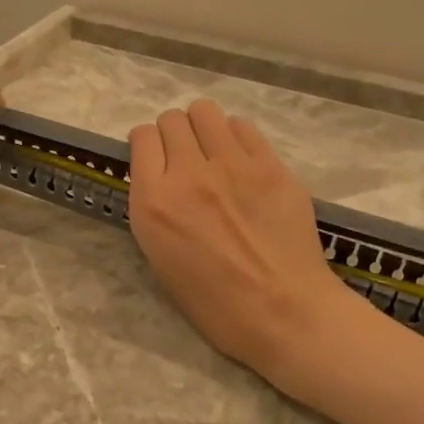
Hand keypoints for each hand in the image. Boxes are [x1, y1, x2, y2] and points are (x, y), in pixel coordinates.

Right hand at [128, 101, 354, 382]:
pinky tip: (242, 162)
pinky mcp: (270, 164)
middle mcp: (188, 174)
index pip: (141, 138)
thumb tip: (162, 180)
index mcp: (154, 203)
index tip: (155, 158)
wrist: (282, 312)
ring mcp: (233, 164)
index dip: (146, 145)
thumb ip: (156, 210)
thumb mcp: (161, 260)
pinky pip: (243, 127)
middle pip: (172, 120)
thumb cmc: (215, 304)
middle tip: (185, 157)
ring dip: (203, 127)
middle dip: (173, 134)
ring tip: (212, 151)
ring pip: (206, 112)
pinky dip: (235, 137)